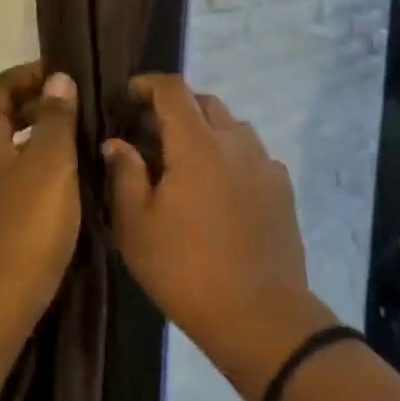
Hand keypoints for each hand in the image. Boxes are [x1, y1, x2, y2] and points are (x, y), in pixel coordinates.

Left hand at [0, 62, 82, 356]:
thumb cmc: (25, 227)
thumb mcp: (51, 165)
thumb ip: (55, 119)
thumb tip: (57, 81)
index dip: (27, 74)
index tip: (63, 76)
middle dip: (34, 103)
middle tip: (75, 106)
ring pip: (3, 148)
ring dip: (35, 135)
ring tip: (74, 141)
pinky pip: (7, 176)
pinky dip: (31, 165)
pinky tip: (60, 183)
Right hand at [103, 76, 333, 400]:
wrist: (260, 316)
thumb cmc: (185, 270)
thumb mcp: (136, 226)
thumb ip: (125, 174)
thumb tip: (117, 142)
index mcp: (197, 144)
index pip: (173, 90)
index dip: (147, 84)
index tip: (127, 94)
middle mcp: (235, 142)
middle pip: (205, 102)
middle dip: (176, 106)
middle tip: (150, 131)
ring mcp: (265, 164)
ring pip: (232, 126)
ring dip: (205, 129)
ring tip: (184, 159)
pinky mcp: (282, 189)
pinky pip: (252, 154)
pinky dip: (230, 155)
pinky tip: (218, 187)